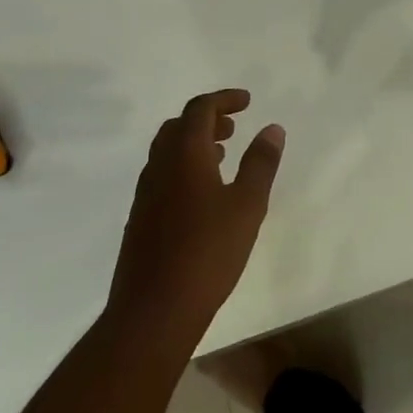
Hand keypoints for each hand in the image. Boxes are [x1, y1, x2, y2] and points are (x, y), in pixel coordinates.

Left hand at [107, 90, 284, 351]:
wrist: (152, 312)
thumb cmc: (207, 252)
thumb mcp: (247, 205)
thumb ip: (260, 163)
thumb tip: (272, 128)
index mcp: (185, 154)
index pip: (200, 109)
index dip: (224, 100)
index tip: (247, 102)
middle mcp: (160, 166)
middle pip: (179, 126)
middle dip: (207, 119)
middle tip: (234, 127)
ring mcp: (145, 194)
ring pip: (167, 152)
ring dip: (194, 144)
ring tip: (223, 156)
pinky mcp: (140, 220)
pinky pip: (162, 175)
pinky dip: (183, 168)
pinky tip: (202, 195)